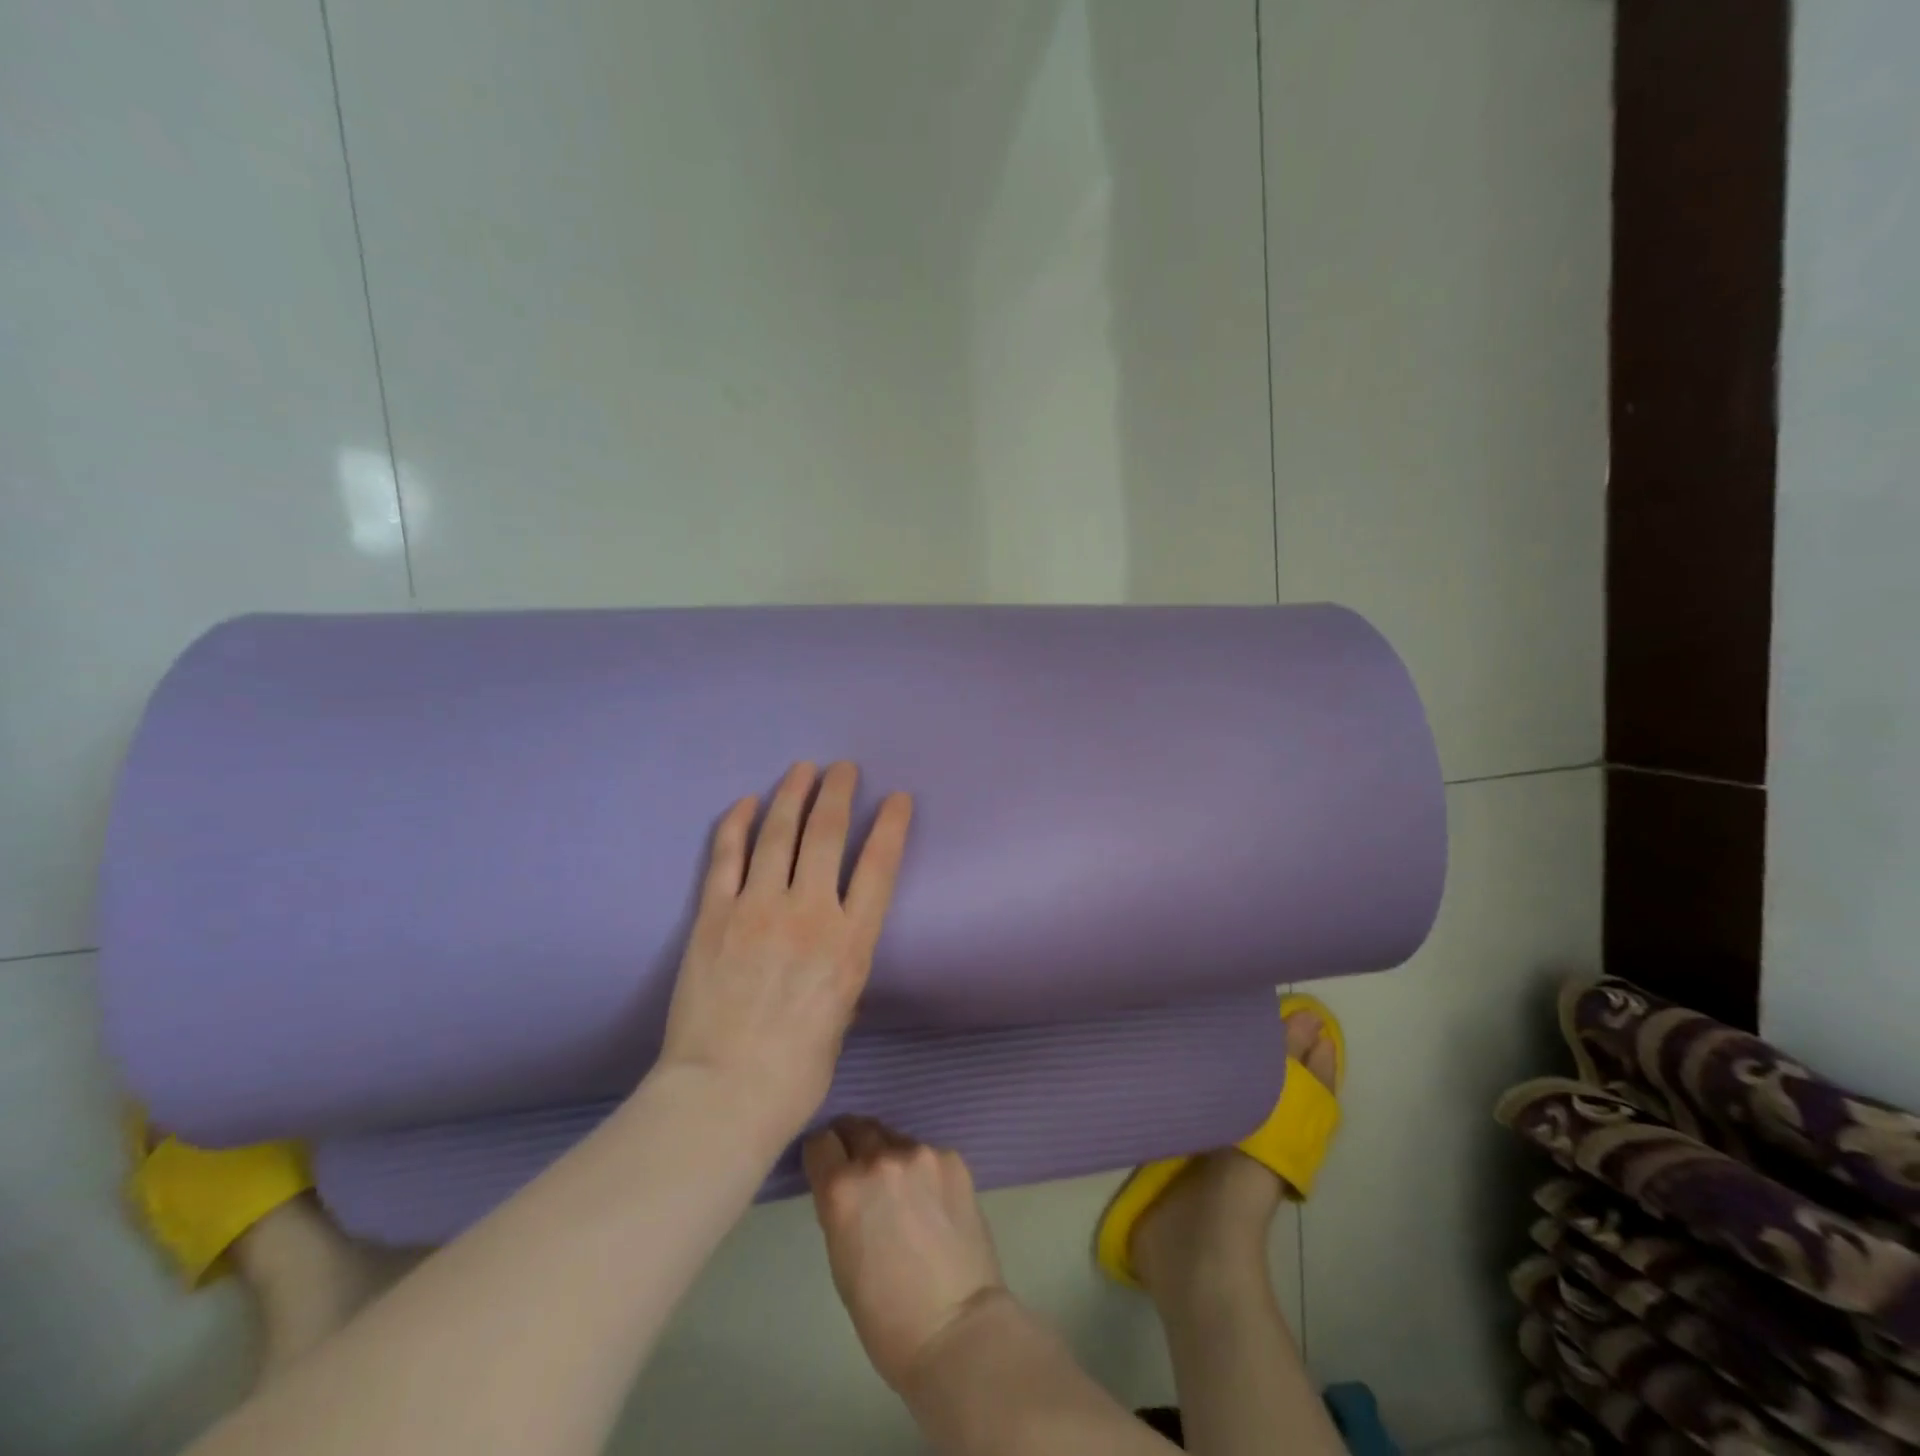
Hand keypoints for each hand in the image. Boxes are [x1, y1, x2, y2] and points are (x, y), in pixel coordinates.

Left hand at [660, 762, 911, 1144]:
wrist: (723, 1094)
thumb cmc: (795, 1071)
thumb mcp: (841, 1017)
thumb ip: (839, 971)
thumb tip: (830, 952)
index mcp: (851, 942)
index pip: (880, 865)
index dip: (892, 825)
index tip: (898, 798)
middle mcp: (810, 912)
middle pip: (827, 834)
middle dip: (839, 793)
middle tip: (844, 768)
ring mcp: (758, 908)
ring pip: (778, 834)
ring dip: (792, 795)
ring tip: (803, 769)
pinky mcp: (714, 915)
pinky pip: (727, 857)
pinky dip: (735, 825)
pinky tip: (744, 803)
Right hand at [803, 1118, 1007, 1391]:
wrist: (955, 1329)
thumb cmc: (885, 1314)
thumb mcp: (841, 1257)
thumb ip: (840, 1206)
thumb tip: (844, 1184)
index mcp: (842, 1188)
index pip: (821, 1142)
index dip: (822, 1154)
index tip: (827, 1165)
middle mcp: (879, 1159)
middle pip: (857, 1127)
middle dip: (853, 1144)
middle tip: (861, 1170)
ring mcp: (920, 1155)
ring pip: (895, 1139)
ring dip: (890, 1156)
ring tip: (902, 1192)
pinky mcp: (952, 1159)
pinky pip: (927, 1154)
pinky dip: (923, 1170)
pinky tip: (933, 1201)